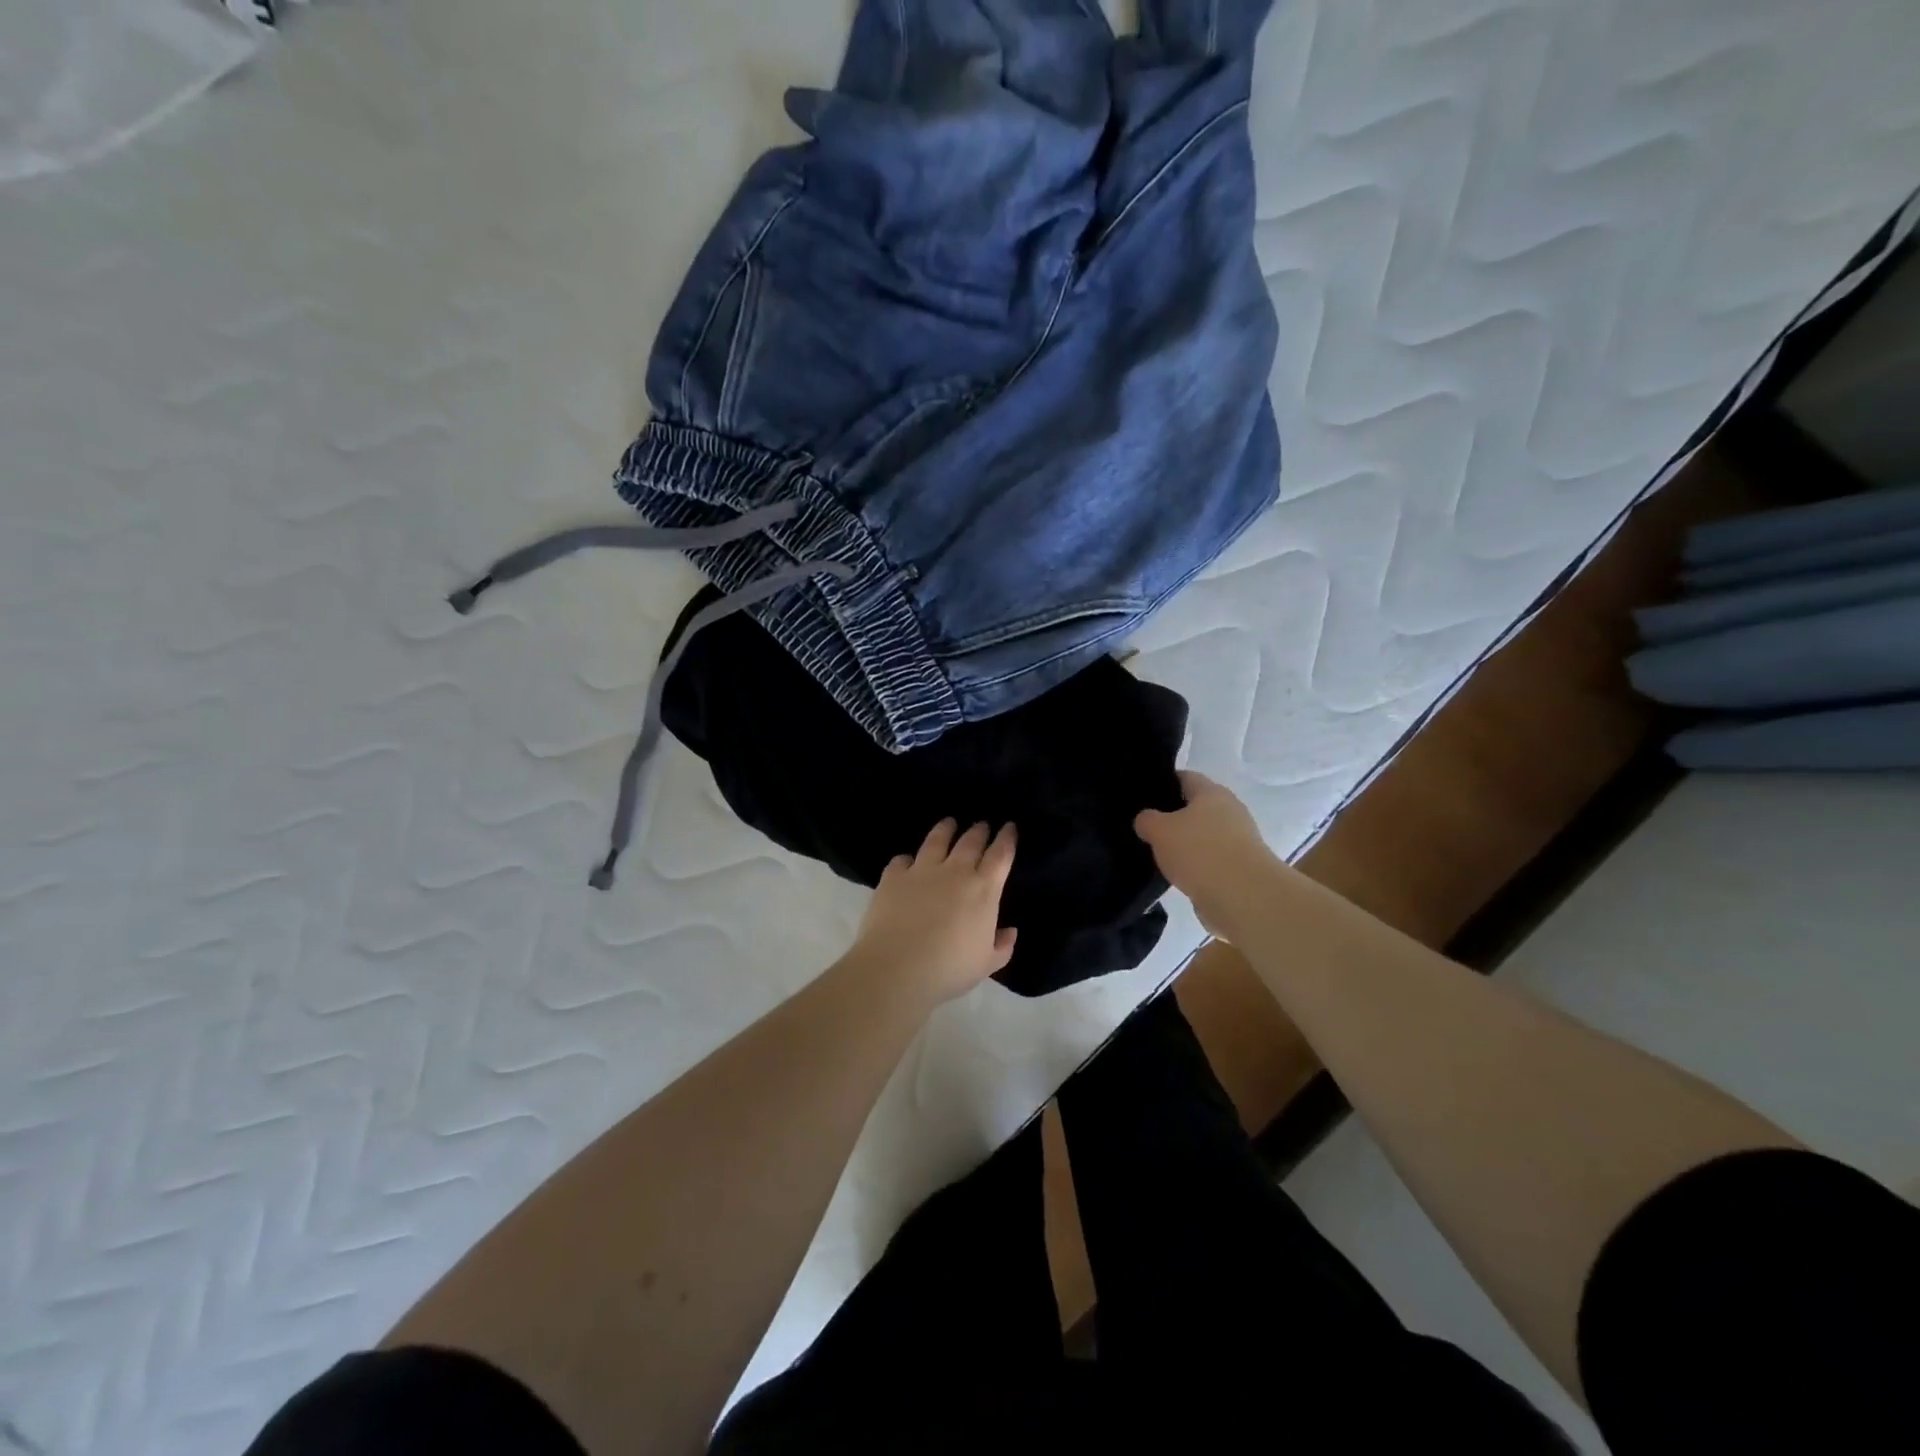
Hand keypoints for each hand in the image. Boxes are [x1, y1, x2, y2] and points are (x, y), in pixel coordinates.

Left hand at [850, 819, 1017, 1004]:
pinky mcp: (893, 877)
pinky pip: (901, 860)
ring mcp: (921, 871)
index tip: (1009, 827)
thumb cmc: (950, 969)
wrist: (898, 968)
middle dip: (979, 831)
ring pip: (936, 840)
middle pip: (970, 842)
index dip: (1006, 839)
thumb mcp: (986, 964)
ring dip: (945, 829)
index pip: (1000, 856)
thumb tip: (1009, 931)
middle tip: (981, 825)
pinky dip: (906, 859)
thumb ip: (1001, 946)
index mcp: (983, 890)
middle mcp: (954, 872)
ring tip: (948, 823)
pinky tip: (906, 862)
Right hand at [1134, 771, 1279, 940]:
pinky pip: (1210, 862)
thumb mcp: (1159, 830)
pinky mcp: (1240, 869)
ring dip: (1184, 846)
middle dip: (1172, 818)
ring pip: (1202, 837)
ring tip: (1157, 856)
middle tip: (1145, 828)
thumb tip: (1146, 820)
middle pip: (1195, 808)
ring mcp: (1238, 841)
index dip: (1163, 783)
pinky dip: (1195, 868)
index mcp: (1212, 793)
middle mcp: (1230, 812)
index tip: (1142, 796)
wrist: (1243, 898)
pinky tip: (1176, 876)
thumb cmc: (1200, 852)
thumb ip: (1147, 820)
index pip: (1185, 777)